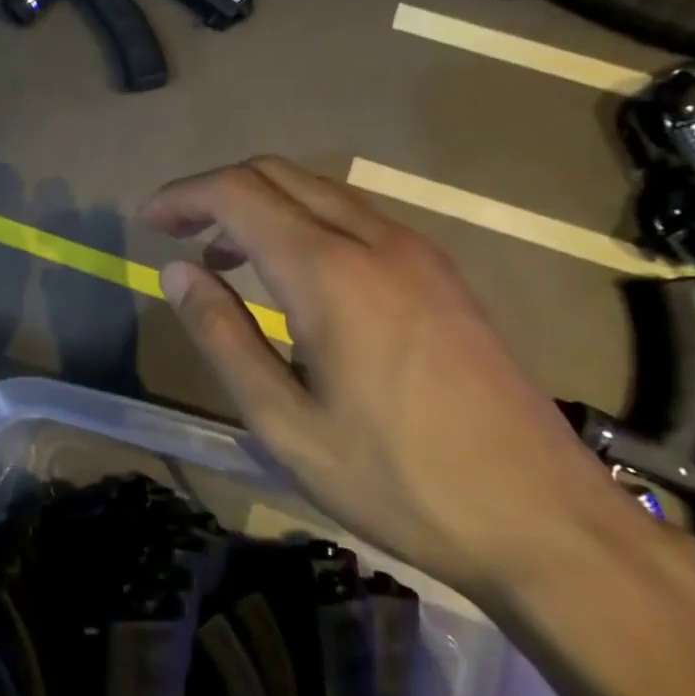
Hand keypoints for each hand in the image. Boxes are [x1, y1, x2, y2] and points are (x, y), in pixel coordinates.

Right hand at [144, 156, 641, 605]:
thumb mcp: (285, 423)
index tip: (147, 222)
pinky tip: (295, 273)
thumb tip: (177, 272)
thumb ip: (223, 336)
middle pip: (278, 174)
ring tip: (225, 254)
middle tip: (177, 231)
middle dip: (217, 190)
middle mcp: (375, 240)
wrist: (547, 521)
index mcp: (330, 272)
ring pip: (320, 189)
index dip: (184, 197)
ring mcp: (418, 252)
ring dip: (262, 203)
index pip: (238, 193)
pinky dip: (305, 220)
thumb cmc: (398, 480)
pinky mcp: (442, 274)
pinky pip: (356, 216)